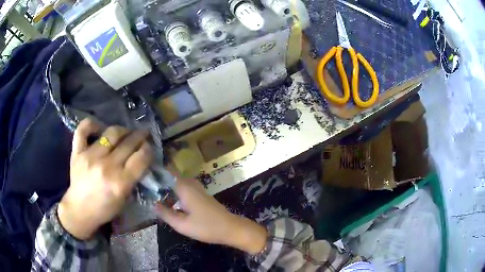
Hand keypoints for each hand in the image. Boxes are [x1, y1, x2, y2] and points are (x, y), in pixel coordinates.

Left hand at [57, 118, 152, 239]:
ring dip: (123, 130)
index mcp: (120, 183)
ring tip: (125, 132)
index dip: (148, 149)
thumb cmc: (104, 209)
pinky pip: (84, 129)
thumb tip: (140, 158)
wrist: (80, 210)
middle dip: (140, 136)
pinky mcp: (77, 152)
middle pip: (128, 143)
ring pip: (111, 132)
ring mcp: (90, 157)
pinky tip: (99, 128)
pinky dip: (92, 124)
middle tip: (143, 134)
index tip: (149, 147)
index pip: (141, 158)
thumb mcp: (124, 199)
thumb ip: (133, 178)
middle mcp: (106, 167)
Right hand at [155, 175, 267, 254]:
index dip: (155, 171)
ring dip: (166, 188)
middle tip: (144, 188)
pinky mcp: (200, 195)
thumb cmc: (206, 227)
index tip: (143, 175)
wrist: (231, 228)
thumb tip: (152, 204)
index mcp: (184, 187)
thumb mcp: (182, 224)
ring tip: (152, 195)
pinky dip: (174, 193)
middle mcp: (190, 184)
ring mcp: (197, 189)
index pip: (167, 171)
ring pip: (177, 184)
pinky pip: (183, 189)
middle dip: (158, 182)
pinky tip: (169, 202)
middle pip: (170, 177)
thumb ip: (165, 213)